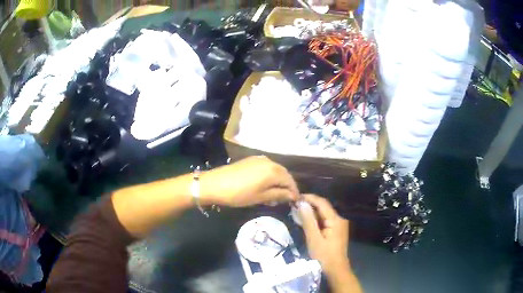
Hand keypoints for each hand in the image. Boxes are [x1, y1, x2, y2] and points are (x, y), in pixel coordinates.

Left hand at [201, 156, 298, 206]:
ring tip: (276, 193)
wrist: (215, 184)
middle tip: (286, 198)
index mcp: (274, 171)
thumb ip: (279, 195)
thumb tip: (293, 196)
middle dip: (287, 185)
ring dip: (279, 180)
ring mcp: (259, 159)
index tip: (295, 201)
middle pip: (284, 173)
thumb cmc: (239, 194)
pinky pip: (267, 167)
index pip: (290, 181)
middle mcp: (269, 161)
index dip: (294, 192)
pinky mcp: (251, 159)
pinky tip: (266, 184)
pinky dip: (270, 175)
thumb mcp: (261, 197)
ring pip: (276, 170)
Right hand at [298, 194, 353, 283]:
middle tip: (294, 204)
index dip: (309, 198)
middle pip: (324, 207)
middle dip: (309, 204)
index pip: (322, 202)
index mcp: (336, 220)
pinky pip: (325, 220)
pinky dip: (315, 219)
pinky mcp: (336, 231)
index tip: (295, 197)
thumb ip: (308, 221)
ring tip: (297, 210)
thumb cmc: (324, 256)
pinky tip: (306, 220)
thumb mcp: (314, 239)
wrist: (336, 270)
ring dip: (312, 211)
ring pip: (324, 213)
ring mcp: (339, 225)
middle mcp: (339, 219)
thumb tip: (302, 203)